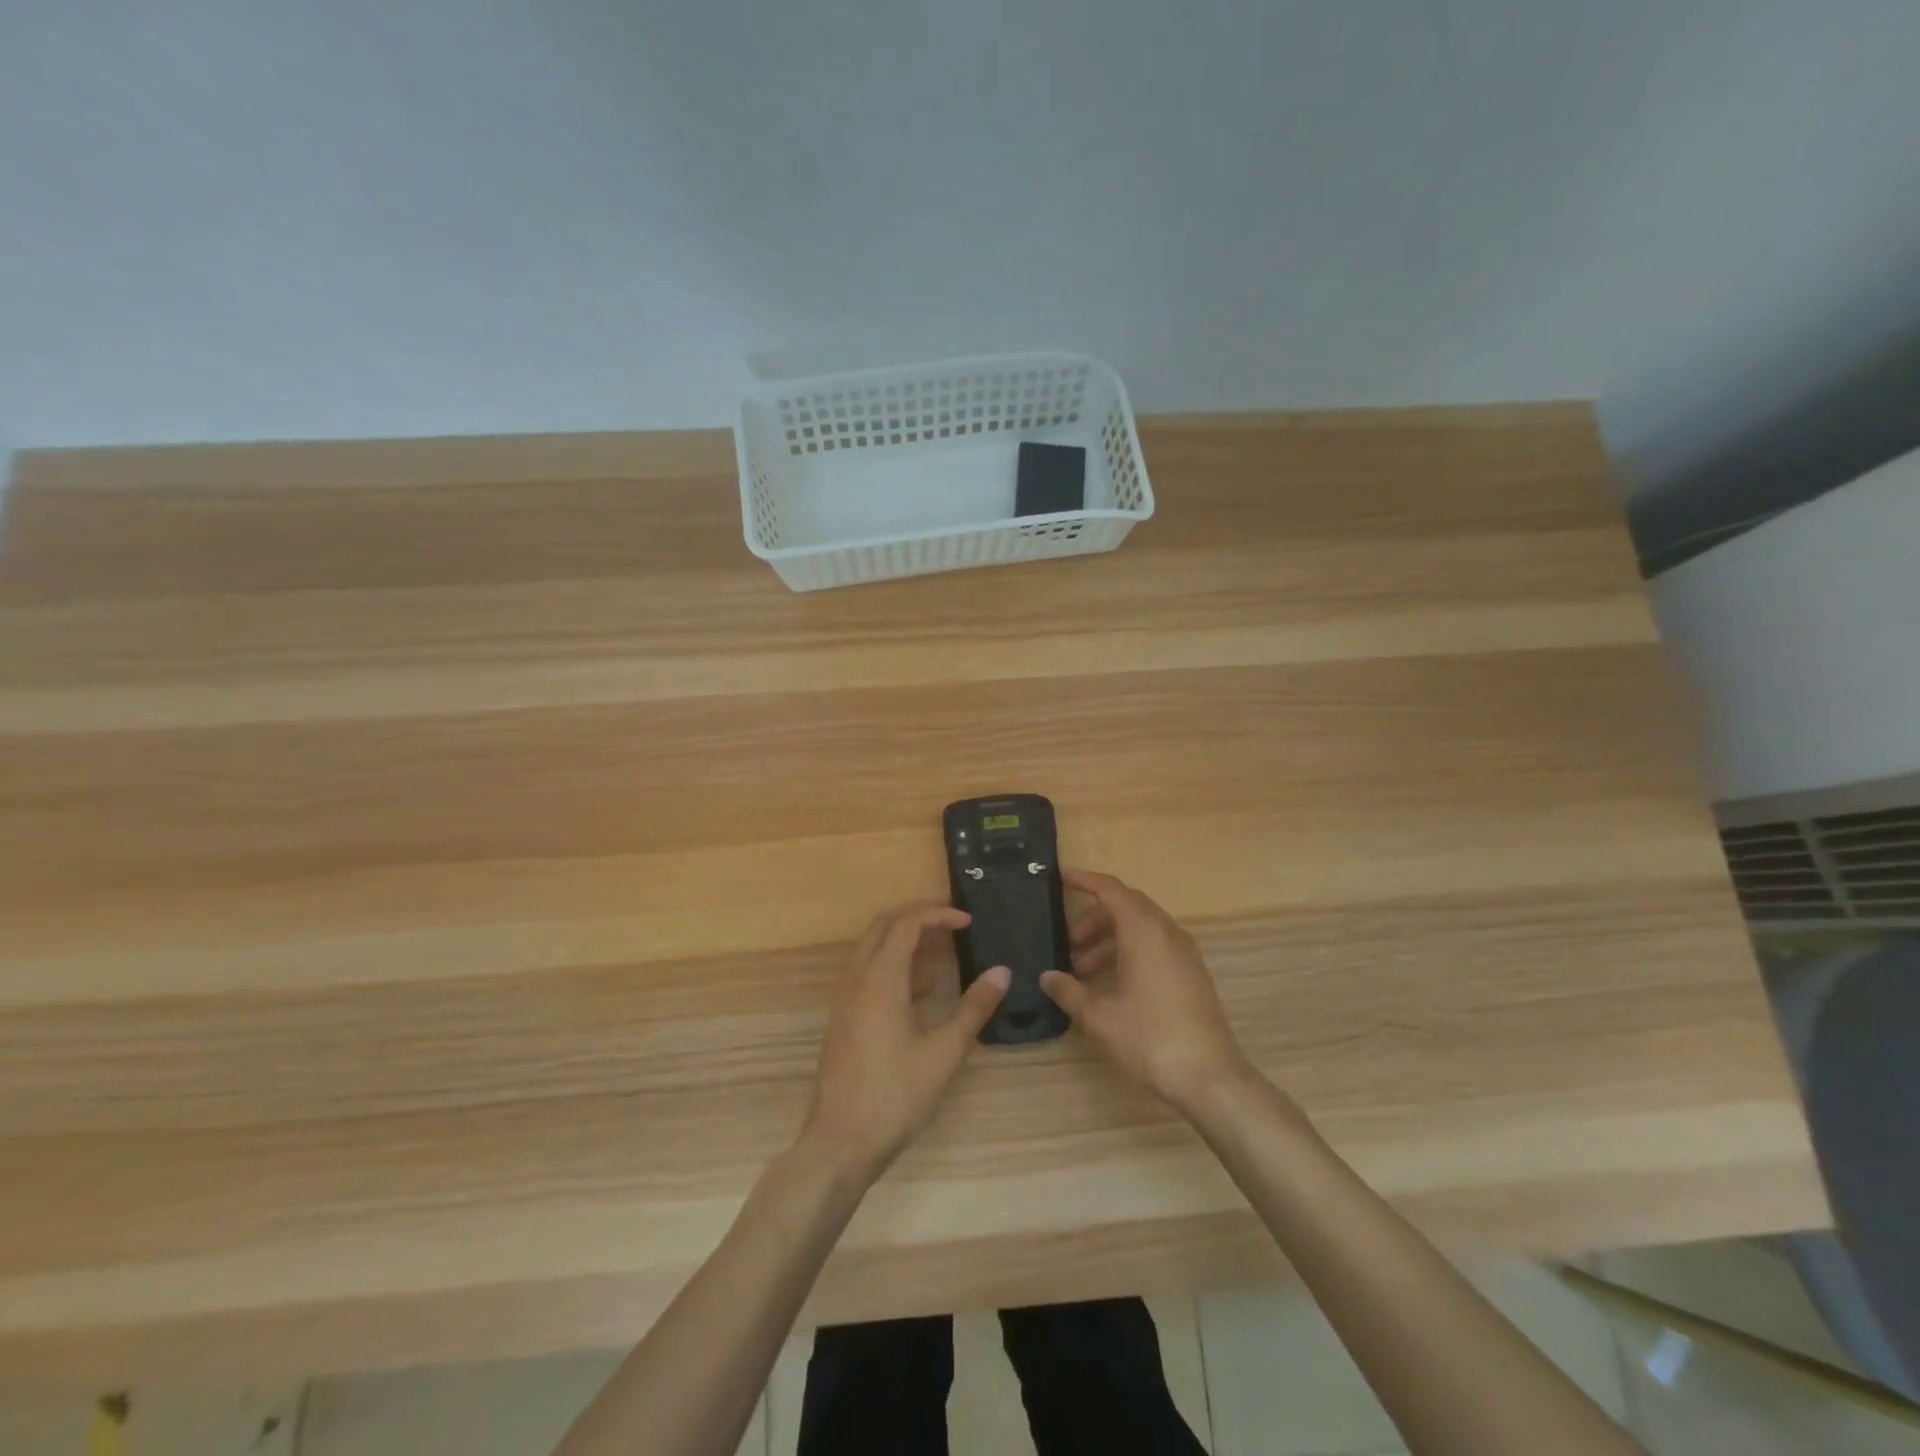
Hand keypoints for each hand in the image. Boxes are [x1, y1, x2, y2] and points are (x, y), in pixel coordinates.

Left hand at [800, 901, 1008, 1180]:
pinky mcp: (843, 1016)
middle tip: (954, 922)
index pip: (907, 923)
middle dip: (919, 916)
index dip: (938, 913)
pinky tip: (922, 986)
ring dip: (904, 937)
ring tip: (943, 946)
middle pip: (884, 925)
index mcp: (880, 978)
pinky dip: (893, 961)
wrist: (840, 1142)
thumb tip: (1002, 972)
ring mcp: (845, 997)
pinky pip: (867, 969)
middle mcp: (857, 978)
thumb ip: (974, 1008)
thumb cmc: (895, 1095)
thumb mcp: (944, 1053)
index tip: (969, 920)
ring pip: (872, 946)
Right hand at [1041, 870, 1253, 1113]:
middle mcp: (1167, 932)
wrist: (1210, 1077)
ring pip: (1141, 928)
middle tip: (1068, 941)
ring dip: (1110, 939)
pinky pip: (1155, 946)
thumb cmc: (1150, 1038)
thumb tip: (1047, 977)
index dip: (1085, 880)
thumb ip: (1069, 991)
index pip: (1111, 890)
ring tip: (1083, 970)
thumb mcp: (1099, 1017)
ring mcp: (1184, 953)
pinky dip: (1129, 952)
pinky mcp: (1192, 974)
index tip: (1061, 878)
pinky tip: (1111, 985)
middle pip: (1126, 907)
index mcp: (1144, 931)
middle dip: (1094, 918)